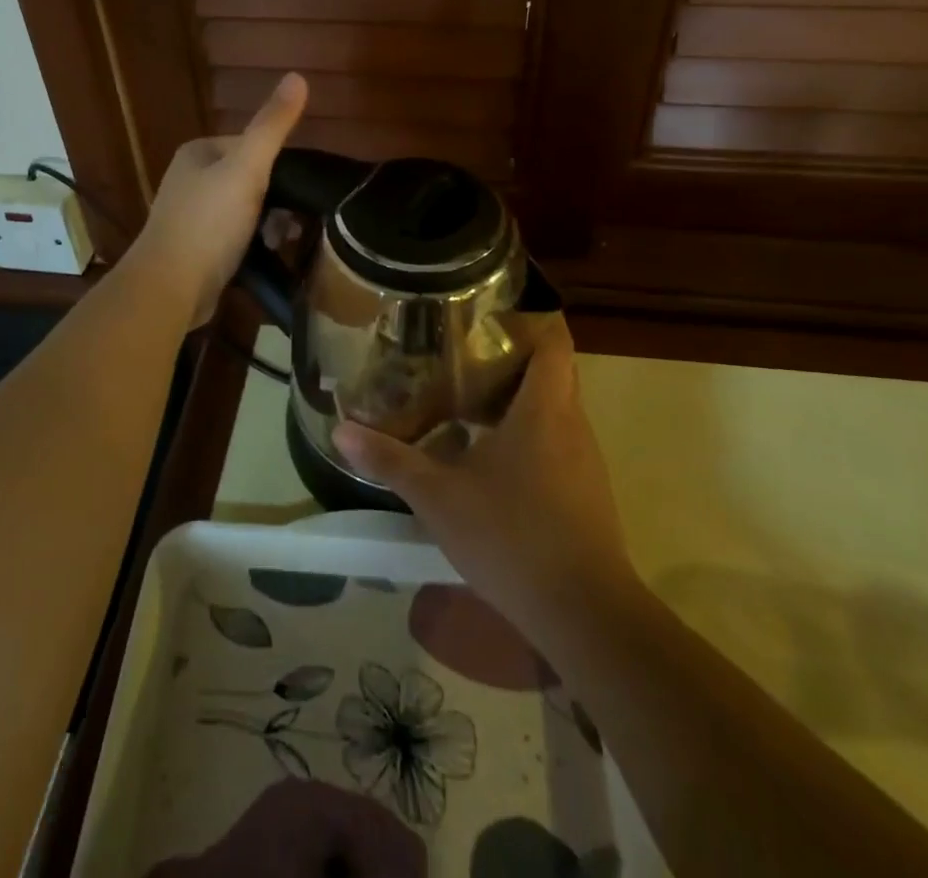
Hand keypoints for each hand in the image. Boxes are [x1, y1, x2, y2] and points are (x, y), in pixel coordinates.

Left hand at [129, 73, 306, 326]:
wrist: (170, 287)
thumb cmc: (209, 223)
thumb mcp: (247, 168)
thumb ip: (272, 126)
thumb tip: (298, 75)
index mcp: (198, 152)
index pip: (251, 146)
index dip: (278, 167)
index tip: (297, 192)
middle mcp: (190, 179)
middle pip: (250, 180)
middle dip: (275, 201)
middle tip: (289, 224)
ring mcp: (190, 215)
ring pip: (245, 210)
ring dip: (268, 225)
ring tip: (279, 243)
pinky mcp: (195, 248)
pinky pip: (234, 237)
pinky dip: (252, 244)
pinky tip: (264, 257)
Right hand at [332, 319, 636, 640]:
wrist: (584, 614)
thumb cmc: (511, 537)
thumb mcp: (439, 496)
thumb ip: (391, 460)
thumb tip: (341, 431)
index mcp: (544, 407)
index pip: (552, 338)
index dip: (526, 317)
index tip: (486, 312)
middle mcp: (571, 422)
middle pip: (550, 369)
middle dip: (509, 356)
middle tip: (458, 352)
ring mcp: (584, 459)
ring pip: (552, 407)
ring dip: (515, 398)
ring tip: (465, 397)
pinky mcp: (585, 491)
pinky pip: (556, 440)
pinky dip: (525, 433)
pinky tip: (487, 455)